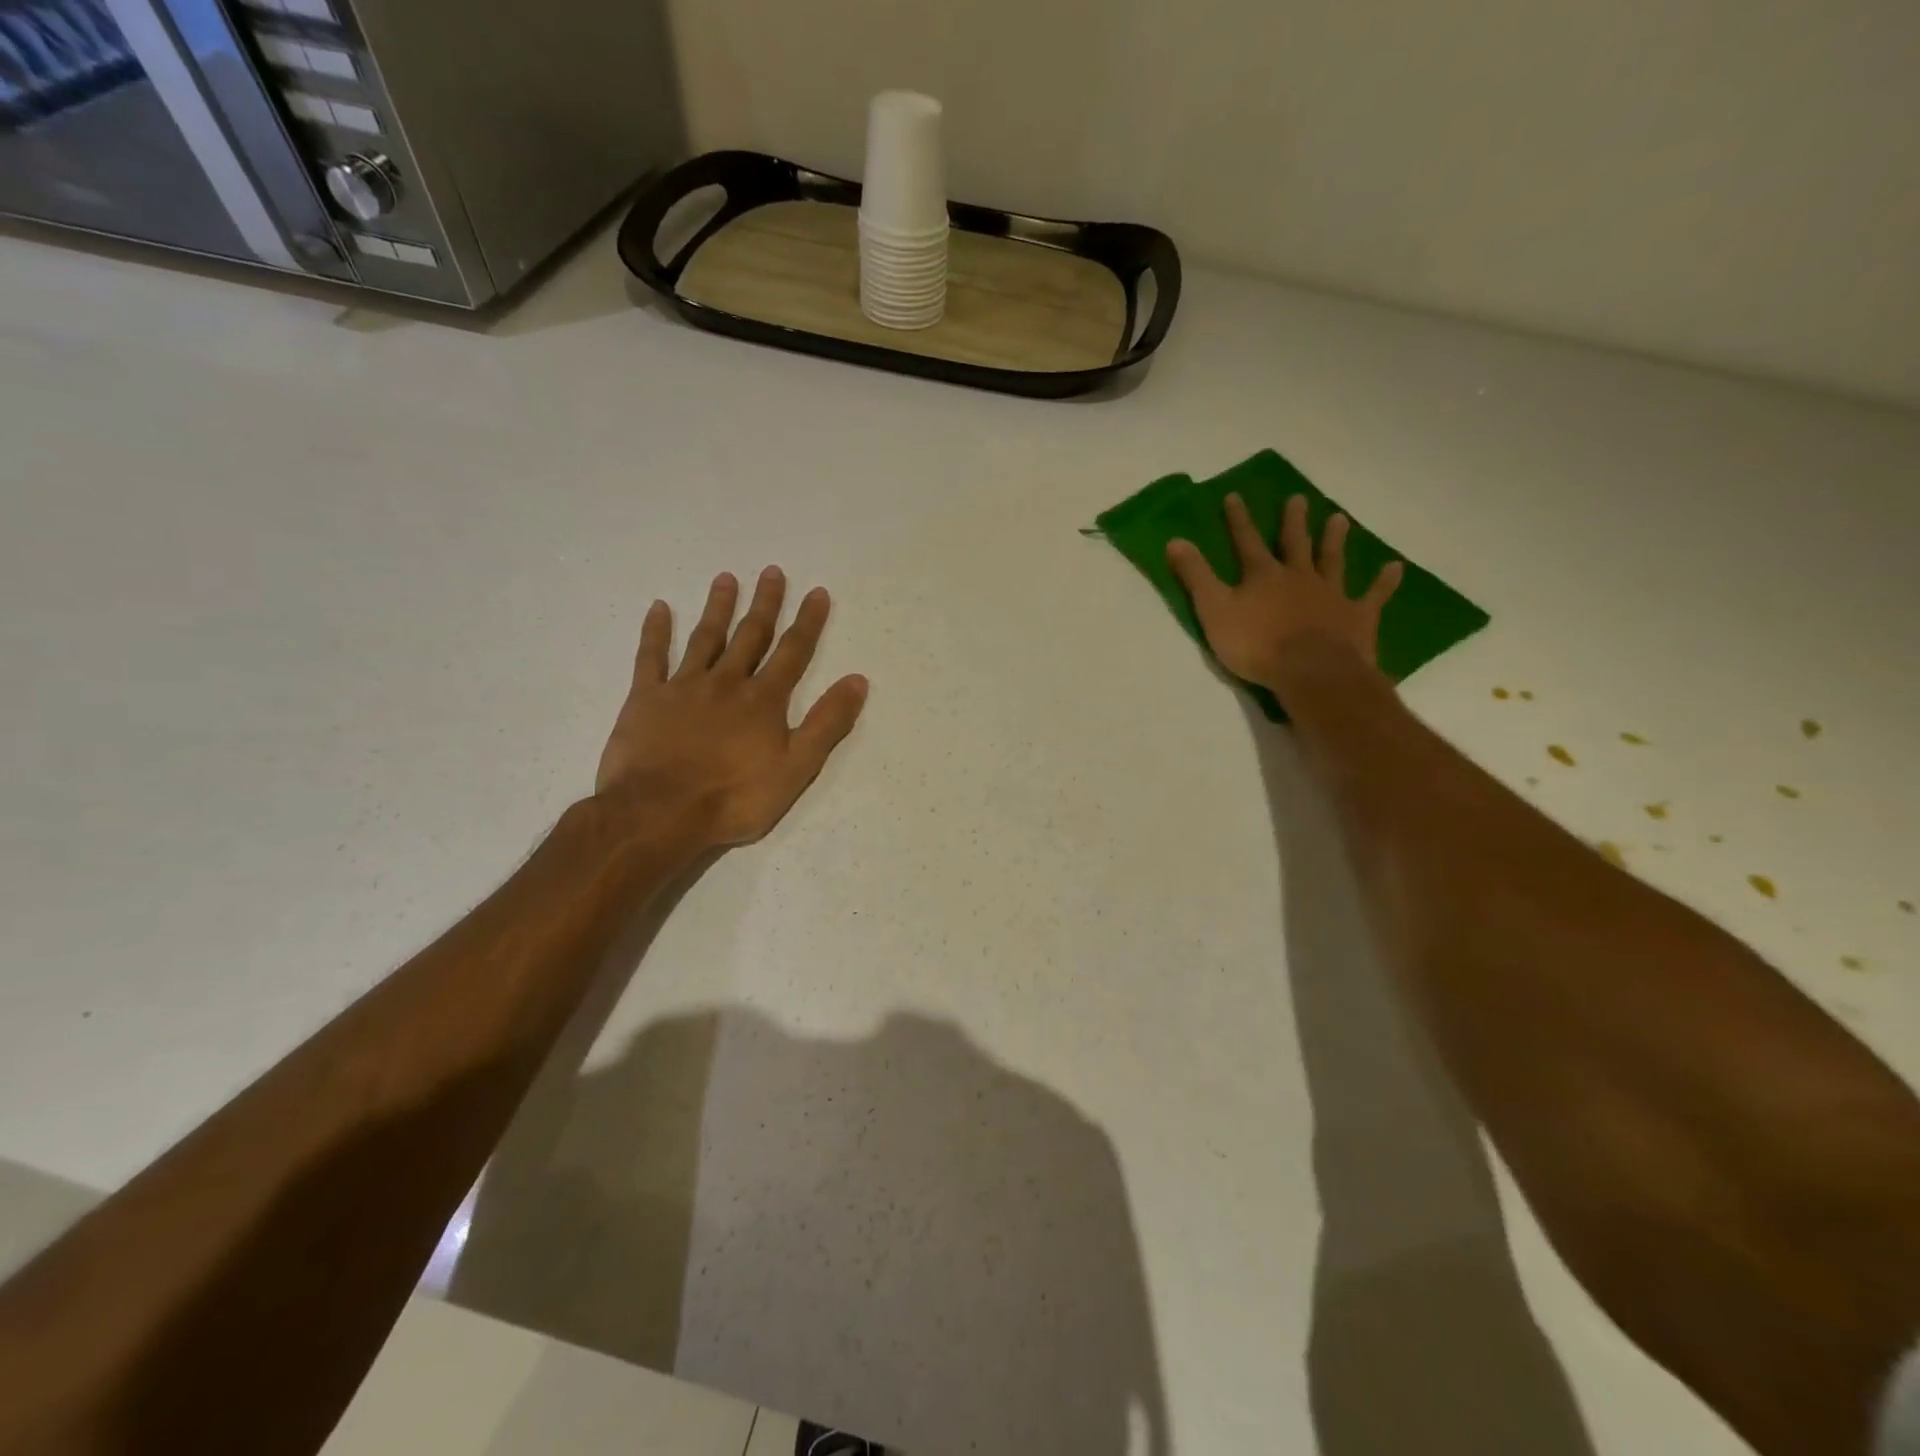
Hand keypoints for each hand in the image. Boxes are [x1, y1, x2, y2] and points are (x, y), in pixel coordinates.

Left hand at [595, 568, 868, 848]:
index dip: (807, 622)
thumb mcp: (797, 767)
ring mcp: (683, 687)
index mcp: (763, 700)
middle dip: (765, 604)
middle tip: (772, 572)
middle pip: (750, 636)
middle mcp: (726, 682)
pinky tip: (659, 607)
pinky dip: (655, 632)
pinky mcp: (646, 698)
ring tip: (726, 578)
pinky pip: (651, 657)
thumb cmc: (735, 797)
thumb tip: (858, 680)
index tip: (817, 592)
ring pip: (705, 638)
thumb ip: (827, 723)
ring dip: (718, 608)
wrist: (660, 812)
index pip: (792, 653)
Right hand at [1166, 493, 1403, 692]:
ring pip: (1332, 560)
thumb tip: (1174, 540)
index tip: (1234, 496)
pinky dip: (1384, 582)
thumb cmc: (1256, 644)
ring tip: (1339, 518)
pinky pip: (1373, 595)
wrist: (1311, 671)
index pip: (1246, 541)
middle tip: (1298, 499)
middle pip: (1295, 543)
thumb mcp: (1214, 610)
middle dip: (1293, 522)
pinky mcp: (1357, 617)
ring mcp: (1331, 594)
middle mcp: (1299, 576)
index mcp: (1263, 576)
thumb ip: (1195, 576)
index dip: (1238, 520)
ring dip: (1334, 540)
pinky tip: (1394, 567)